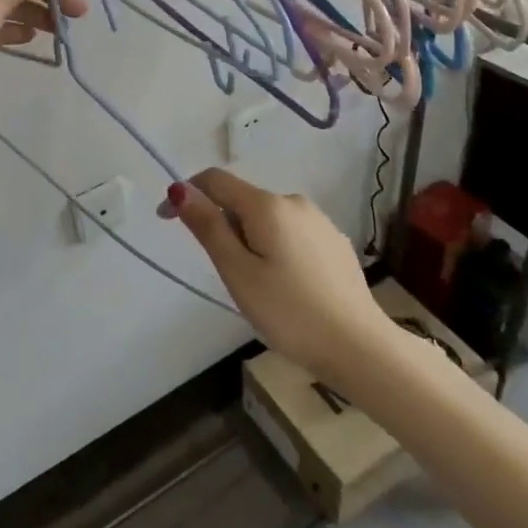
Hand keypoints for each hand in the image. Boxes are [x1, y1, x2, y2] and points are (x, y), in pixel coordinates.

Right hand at [161, 168, 383, 381]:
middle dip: (222, 224)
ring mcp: (319, 221)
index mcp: (267, 205)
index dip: (186, 193)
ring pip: (267, 218)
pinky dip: (275, 248)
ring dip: (249, 238)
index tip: (166, 220)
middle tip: (225, 273)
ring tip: (257, 285)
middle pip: (242, 200)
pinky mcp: (335, 242)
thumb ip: (208, 227)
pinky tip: (287, 285)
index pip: (215, 179)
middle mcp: (294, 201)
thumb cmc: (289, 312)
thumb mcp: (237, 272)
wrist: (360, 347)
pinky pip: (291, 233)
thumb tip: (180, 189)